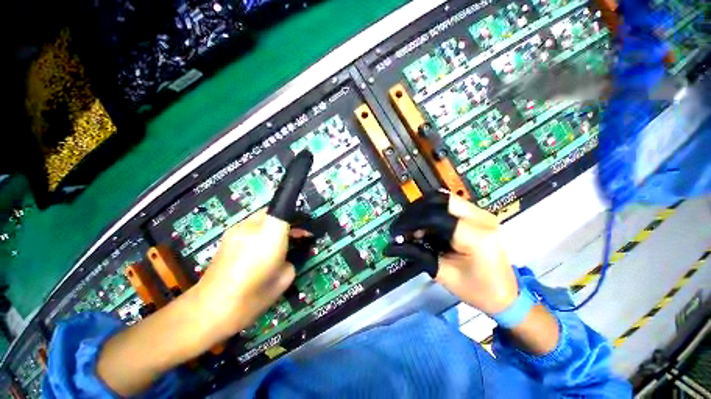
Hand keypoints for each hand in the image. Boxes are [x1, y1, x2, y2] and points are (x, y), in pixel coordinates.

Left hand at [195, 210, 296, 339]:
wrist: (209, 310)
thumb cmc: (253, 297)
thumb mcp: (285, 278)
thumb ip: (292, 258)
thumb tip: (288, 253)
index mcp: (269, 235)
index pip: (286, 208)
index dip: (299, 214)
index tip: (306, 226)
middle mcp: (252, 226)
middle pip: (275, 210)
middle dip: (289, 219)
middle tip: (299, 234)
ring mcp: (237, 229)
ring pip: (263, 216)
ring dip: (276, 224)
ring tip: (281, 242)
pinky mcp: (227, 236)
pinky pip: (251, 224)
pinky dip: (262, 230)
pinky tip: (262, 248)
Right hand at [387, 194, 517, 314]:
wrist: (507, 295)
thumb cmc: (477, 291)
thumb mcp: (443, 274)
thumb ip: (417, 254)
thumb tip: (392, 245)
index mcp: (476, 236)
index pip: (435, 216)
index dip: (410, 222)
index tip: (395, 232)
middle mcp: (481, 217)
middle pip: (439, 199)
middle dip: (415, 211)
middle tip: (402, 227)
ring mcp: (481, 213)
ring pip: (442, 198)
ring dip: (422, 210)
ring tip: (412, 228)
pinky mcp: (478, 215)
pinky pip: (448, 204)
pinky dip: (431, 212)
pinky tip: (425, 227)